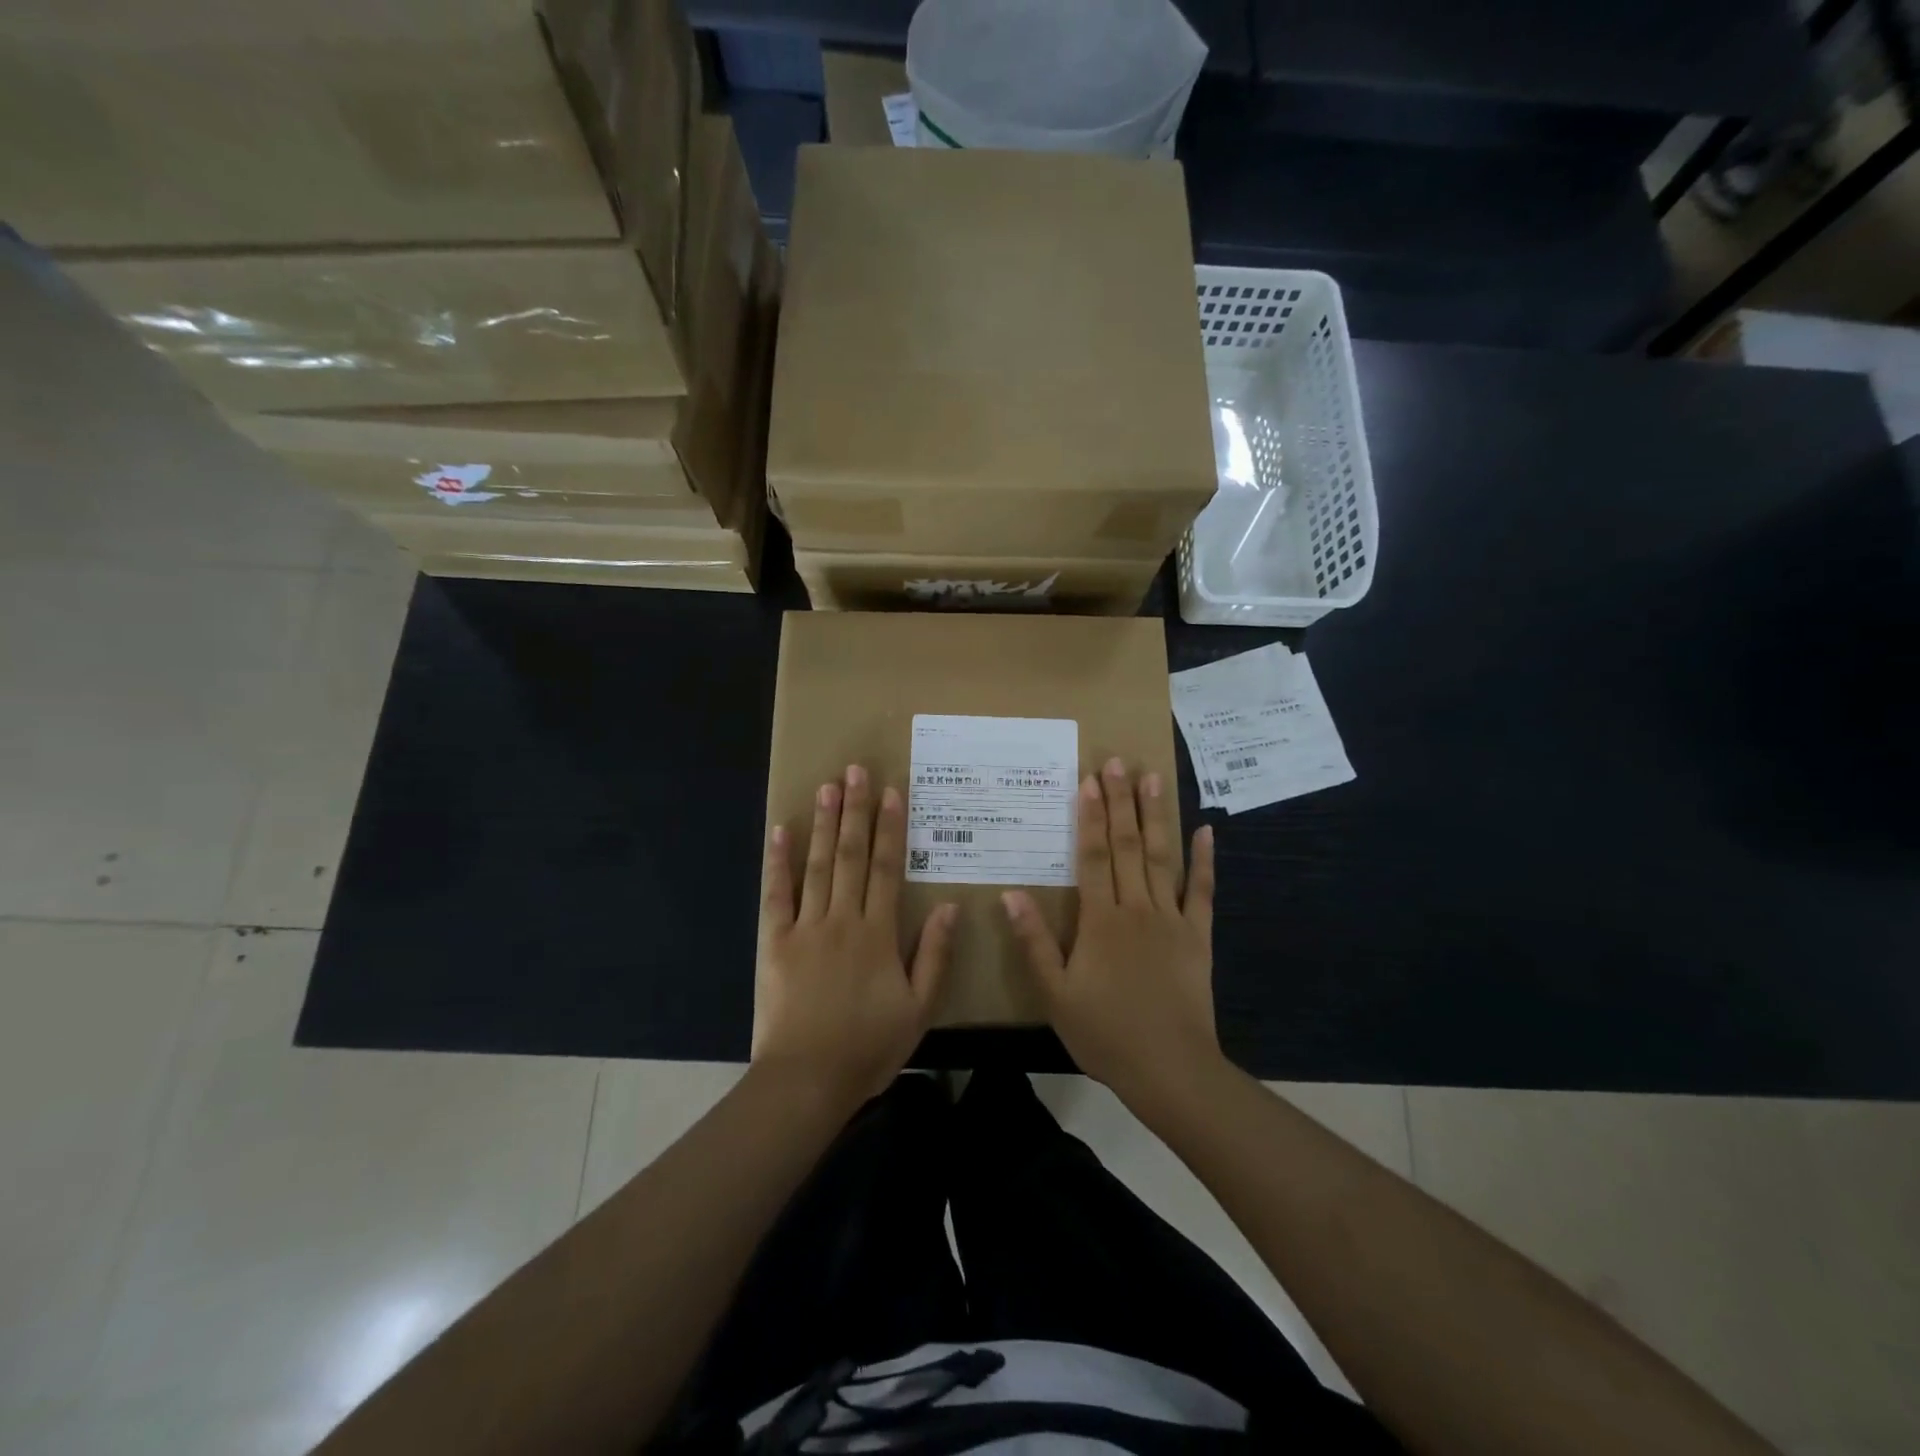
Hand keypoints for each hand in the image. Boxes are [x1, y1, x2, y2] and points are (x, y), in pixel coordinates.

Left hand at [755, 765, 956, 1110]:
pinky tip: (780, 832)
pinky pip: (776, 895)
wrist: (808, 1079)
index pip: (886, 869)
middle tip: (856, 770)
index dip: (890, 828)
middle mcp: (842, 919)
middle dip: (855, 811)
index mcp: (878, 933)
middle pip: (851, 856)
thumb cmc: (868, 1046)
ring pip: (817, 866)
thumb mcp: (919, 1008)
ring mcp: (805, 927)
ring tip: (827, 786)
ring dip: (823, 824)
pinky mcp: (775, 942)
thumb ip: (934, 955)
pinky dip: (778, 863)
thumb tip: (951, 907)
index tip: (891, 792)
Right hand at [1003, 758, 1221, 1108]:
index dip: (1090, 817)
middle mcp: (1136, 908)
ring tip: (1152, 778)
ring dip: (1155, 817)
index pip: (1094, 857)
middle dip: (1121, 802)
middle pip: (1127, 846)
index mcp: (1101, 920)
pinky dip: (1205, 861)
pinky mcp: (1198, 936)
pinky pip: (1202, 892)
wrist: (1170, 1069)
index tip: (1089, 780)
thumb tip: (1011, 894)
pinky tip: (1206, 830)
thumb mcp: (1055, 993)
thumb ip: (1034, 942)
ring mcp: (1172, 919)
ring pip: (1161, 858)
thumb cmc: (1105, 1033)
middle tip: (1117, 762)